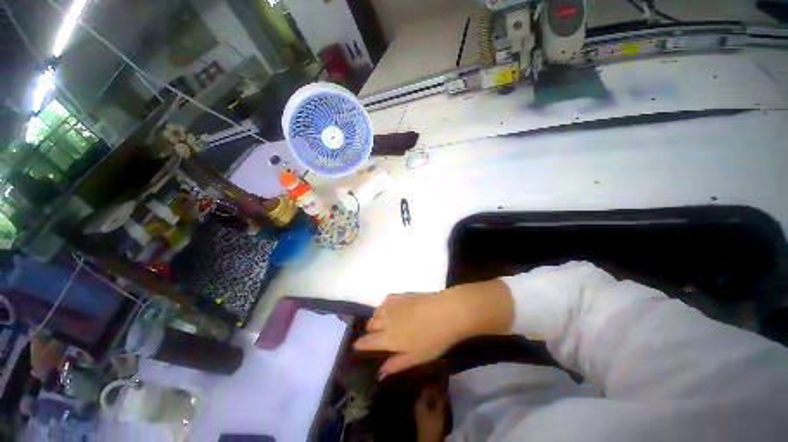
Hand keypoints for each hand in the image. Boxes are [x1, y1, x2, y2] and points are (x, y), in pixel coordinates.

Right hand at [354, 280, 514, 375]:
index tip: (358, 346)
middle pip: (369, 325)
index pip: (367, 342)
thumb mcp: (416, 358)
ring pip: (376, 312)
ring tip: (385, 323)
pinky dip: (384, 307)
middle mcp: (385, 320)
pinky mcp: (399, 295)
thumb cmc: (433, 339)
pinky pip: (384, 301)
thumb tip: (380, 373)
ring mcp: (392, 305)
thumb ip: (396, 364)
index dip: (360, 345)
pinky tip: (393, 310)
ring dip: (376, 319)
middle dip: (370, 332)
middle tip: (377, 336)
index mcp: (388, 338)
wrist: (445, 312)